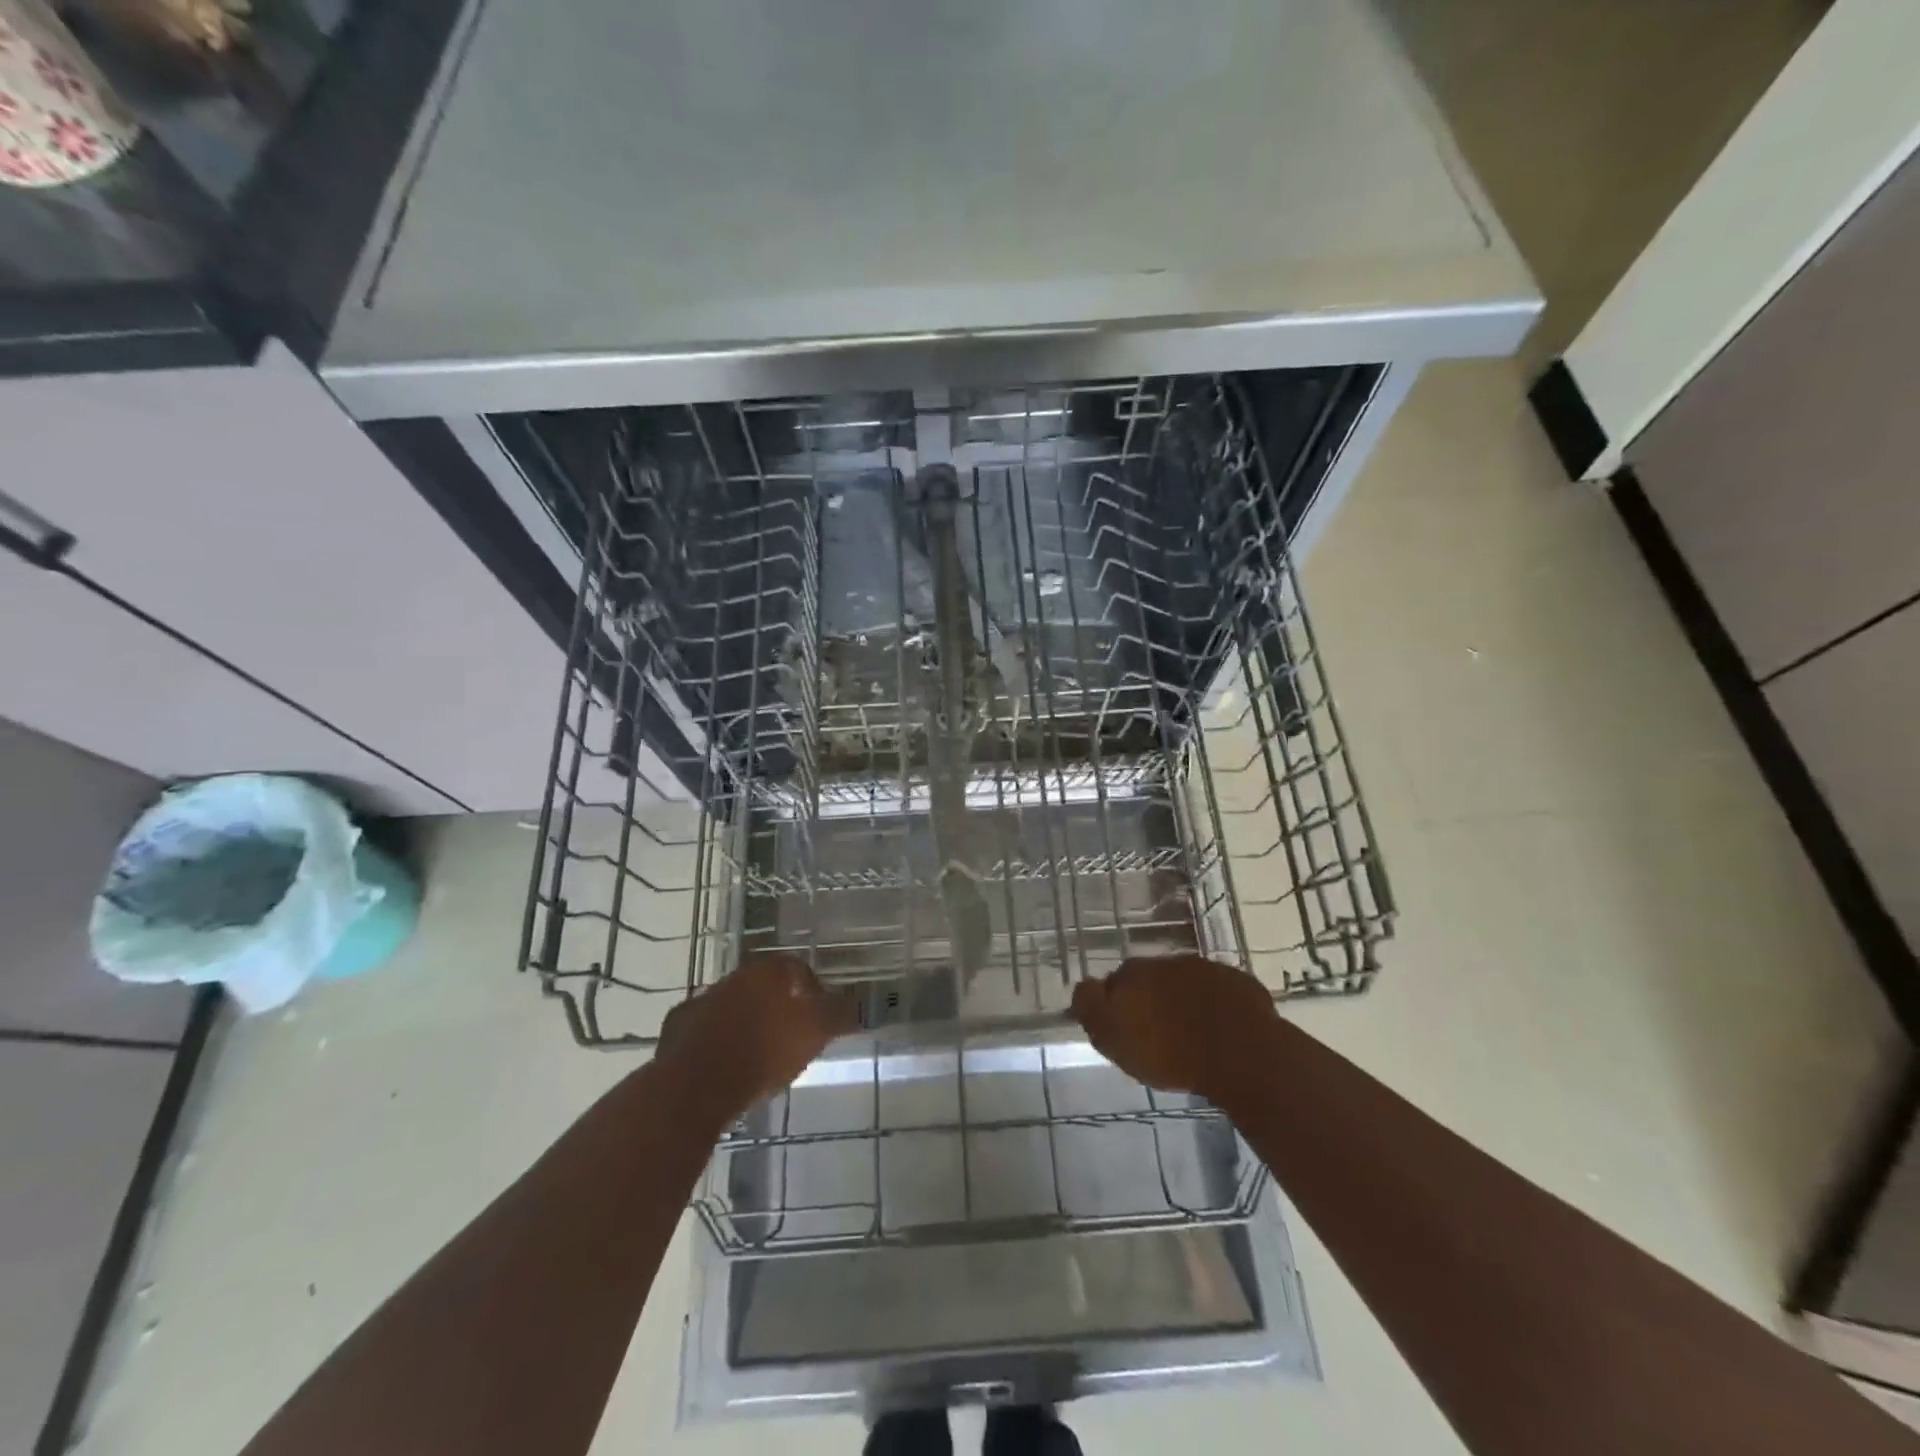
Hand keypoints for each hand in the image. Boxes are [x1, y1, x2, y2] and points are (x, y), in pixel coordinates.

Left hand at [657, 954, 858, 1122]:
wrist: (696, 1086)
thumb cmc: (764, 1051)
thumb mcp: (815, 1032)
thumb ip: (839, 1015)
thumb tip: (860, 1005)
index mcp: (767, 972)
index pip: (796, 968)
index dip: (811, 989)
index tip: (819, 1014)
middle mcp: (733, 978)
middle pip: (762, 986)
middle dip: (776, 1006)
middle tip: (790, 1035)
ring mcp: (700, 1002)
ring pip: (731, 1008)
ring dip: (745, 1024)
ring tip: (758, 1055)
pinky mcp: (676, 1031)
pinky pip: (704, 1033)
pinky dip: (716, 1044)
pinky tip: (724, 1067)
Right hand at [1070, 955, 1280, 1105]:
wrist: (1242, 1055)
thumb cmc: (1170, 1053)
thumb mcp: (1113, 1039)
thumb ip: (1091, 1008)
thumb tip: (1084, 986)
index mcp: (1134, 973)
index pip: (1115, 982)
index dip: (1118, 1005)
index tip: (1126, 1029)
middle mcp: (1167, 962)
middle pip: (1151, 979)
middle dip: (1151, 999)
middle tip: (1157, 1033)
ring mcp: (1206, 969)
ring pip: (1185, 983)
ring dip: (1183, 1001)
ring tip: (1190, 1033)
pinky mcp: (1239, 983)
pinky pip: (1218, 992)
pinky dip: (1215, 1005)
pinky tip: (1220, 1030)